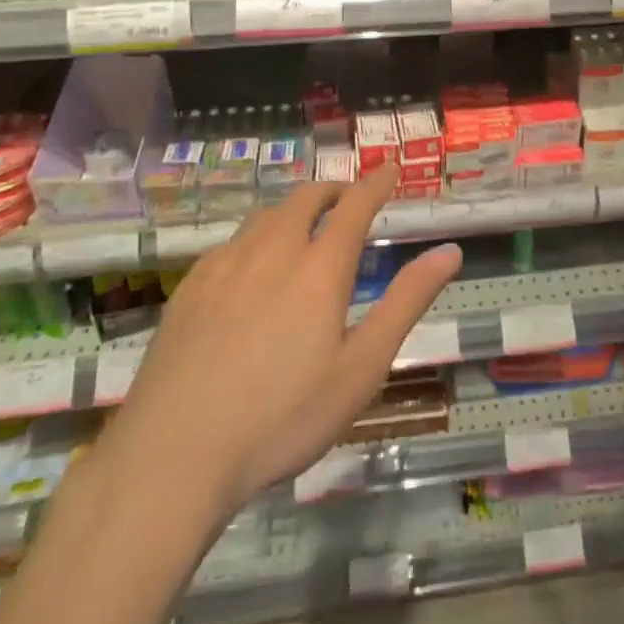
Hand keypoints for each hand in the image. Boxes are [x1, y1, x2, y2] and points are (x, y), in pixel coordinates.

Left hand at [98, 163, 461, 520]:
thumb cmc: (282, 418)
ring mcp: (225, 265)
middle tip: (348, 200)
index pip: (355, 205)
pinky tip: (250, 266)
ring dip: (294, 209)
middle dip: (334, 190)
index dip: (376, 182)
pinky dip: (256, 236)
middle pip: (306, 198)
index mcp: (319, 268)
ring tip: (304, 227)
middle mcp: (273, 250)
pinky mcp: (190, 286)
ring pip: (266, 214)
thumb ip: (406, 303)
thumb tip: (450, 251)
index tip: (391, 168)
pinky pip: (231, 241)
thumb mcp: (361, 368)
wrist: (173, 456)